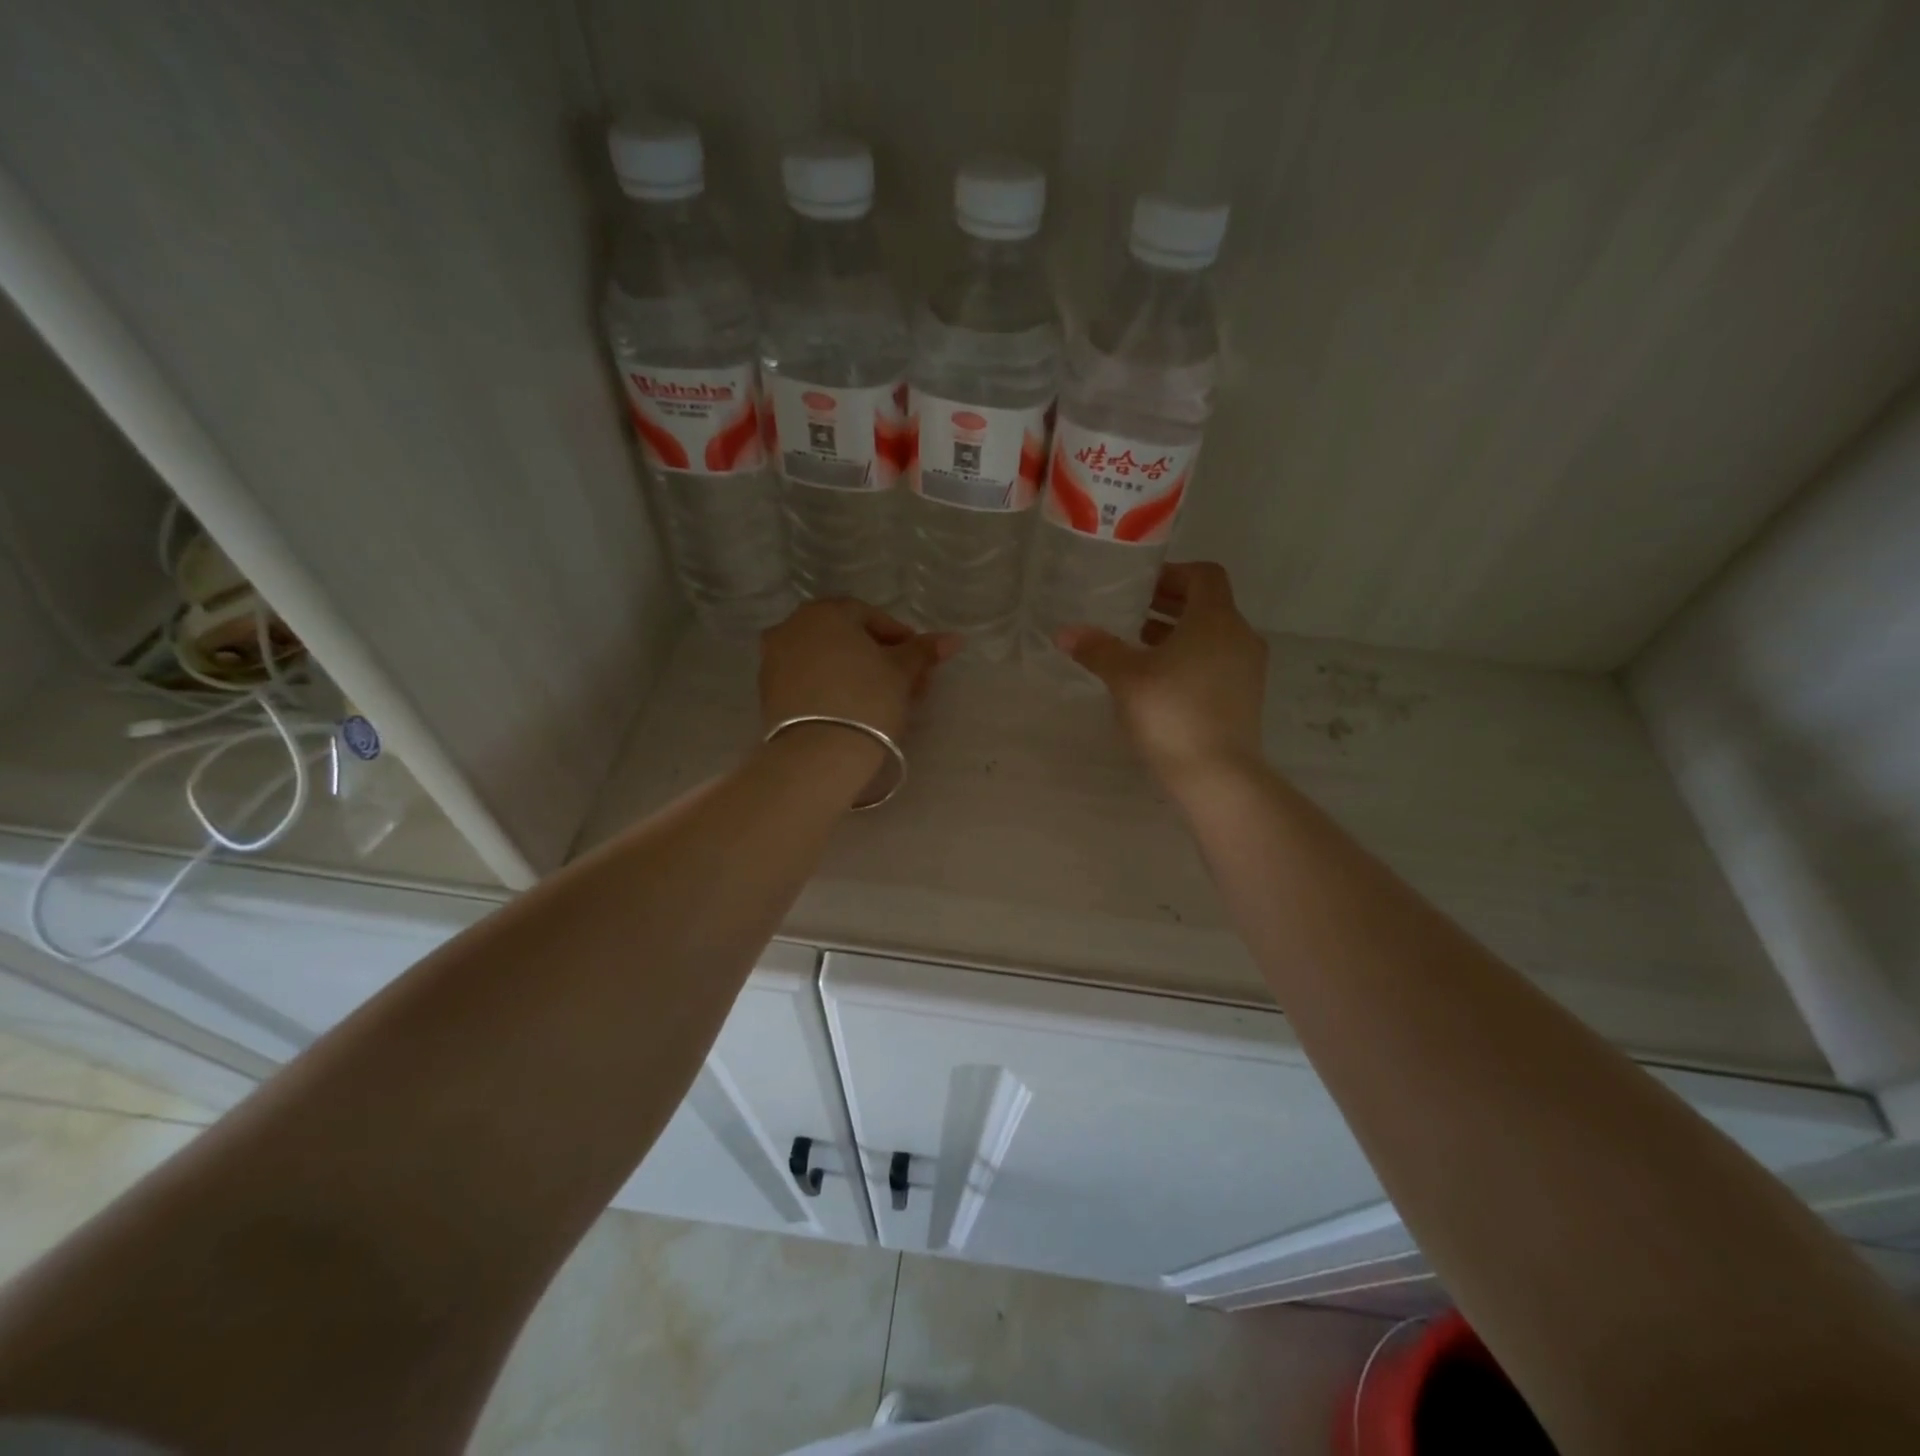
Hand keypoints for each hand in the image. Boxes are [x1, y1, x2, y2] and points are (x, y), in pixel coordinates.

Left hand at [759, 599, 958, 746]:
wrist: (818, 754)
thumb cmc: (866, 700)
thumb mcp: (902, 672)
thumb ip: (923, 651)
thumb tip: (954, 638)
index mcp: (824, 612)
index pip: (870, 616)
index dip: (900, 637)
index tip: (919, 662)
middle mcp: (792, 627)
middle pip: (846, 637)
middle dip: (878, 656)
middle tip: (906, 683)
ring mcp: (774, 660)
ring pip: (826, 659)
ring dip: (855, 672)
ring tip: (883, 699)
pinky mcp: (768, 693)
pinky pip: (809, 680)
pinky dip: (832, 687)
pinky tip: (853, 709)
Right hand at [1056, 561, 1267, 790]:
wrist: (1218, 775)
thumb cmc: (1171, 713)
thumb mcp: (1126, 678)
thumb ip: (1097, 649)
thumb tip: (1065, 632)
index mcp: (1216, 619)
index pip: (1203, 575)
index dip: (1172, 574)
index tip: (1140, 588)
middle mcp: (1240, 636)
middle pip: (1208, 605)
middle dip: (1169, 605)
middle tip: (1131, 615)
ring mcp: (1248, 669)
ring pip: (1213, 636)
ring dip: (1178, 634)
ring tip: (1139, 648)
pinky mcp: (1246, 698)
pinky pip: (1218, 662)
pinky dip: (1192, 659)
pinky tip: (1159, 682)